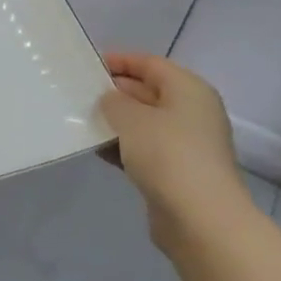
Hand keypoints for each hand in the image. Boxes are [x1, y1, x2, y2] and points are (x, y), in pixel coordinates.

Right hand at [99, 52, 254, 248]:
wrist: (201, 219)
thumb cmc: (167, 154)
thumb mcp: (131, 118)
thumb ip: (114, 101)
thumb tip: (110, 100)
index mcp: (189, 90)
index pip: (151, 64)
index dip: (120, 61)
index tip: (88, 64)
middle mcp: (192, 112)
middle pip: (148, 92)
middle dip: (115, 92)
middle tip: (79, 92)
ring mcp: (186, 144)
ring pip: (144, 123)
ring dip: (115, 121)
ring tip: (80, 118)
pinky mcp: (176, 172)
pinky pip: (144, 149)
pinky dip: (122, 146)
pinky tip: (95, 148)